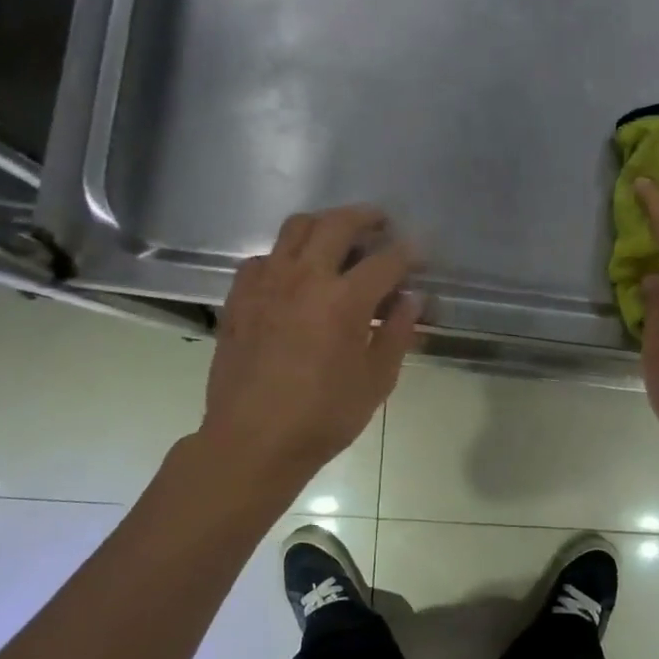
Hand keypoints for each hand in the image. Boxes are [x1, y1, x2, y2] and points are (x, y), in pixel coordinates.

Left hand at [199, 205, 421, 483]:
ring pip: (295, 228)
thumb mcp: (375, 381)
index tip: (419, 253)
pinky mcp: (239, 297)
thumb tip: (412, 299)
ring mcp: (266, 283)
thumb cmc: (322, 417)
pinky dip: (284, 256)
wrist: (253, 441)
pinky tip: (292, 275)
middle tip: (380, 224)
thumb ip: (398, 333)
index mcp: (343, 300)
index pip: (386, 260)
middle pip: (337, 224)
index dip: (408, 252)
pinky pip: (263, 258)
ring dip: (323, 224)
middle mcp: (304, 278)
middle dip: (365, 217)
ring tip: (337, 237)